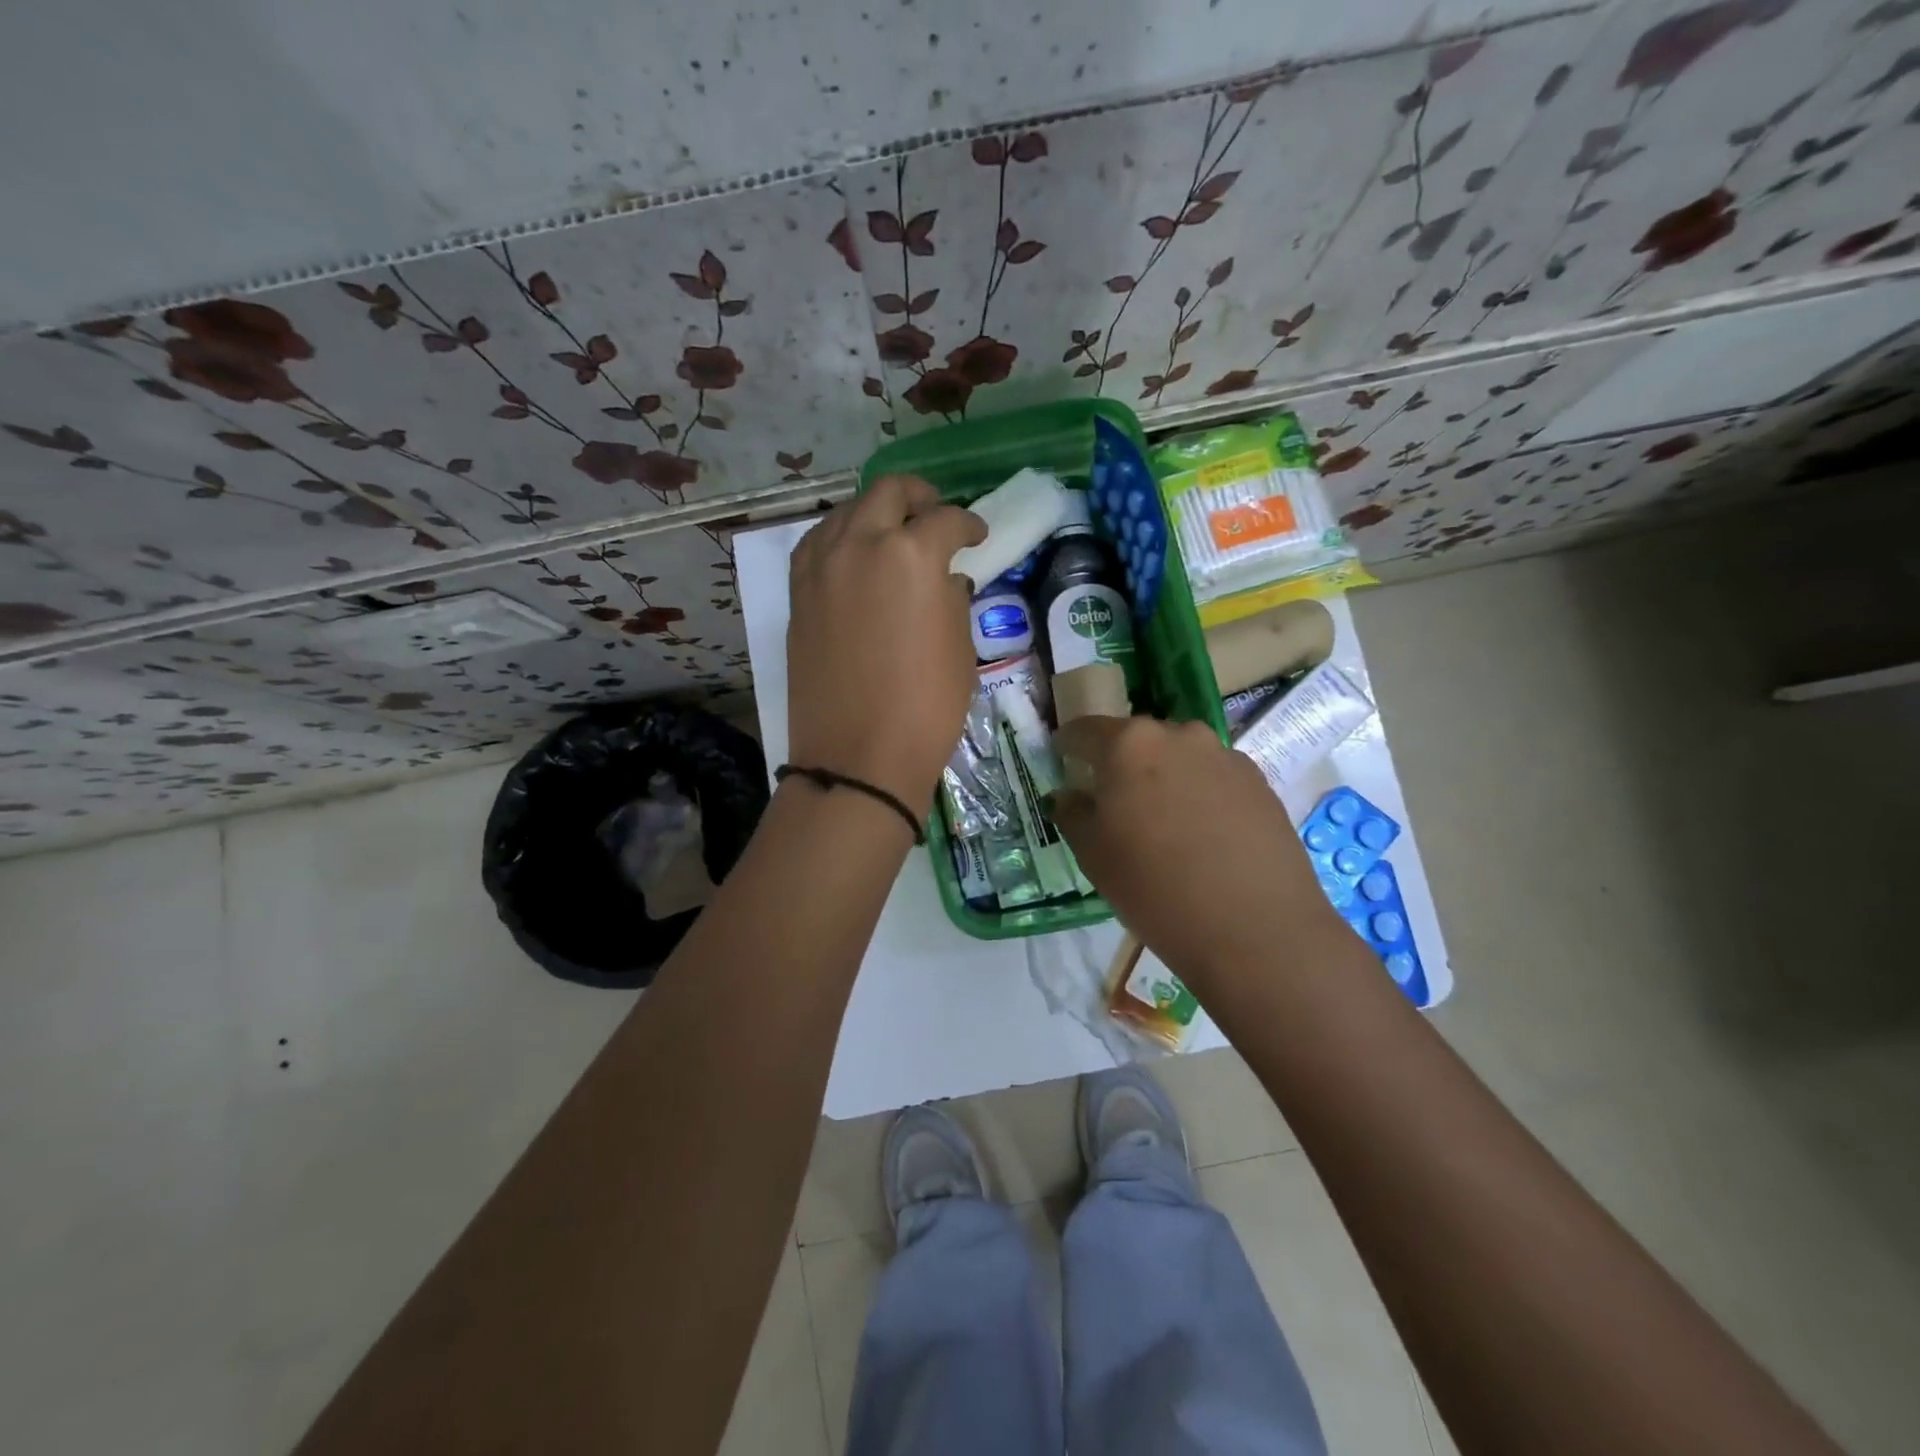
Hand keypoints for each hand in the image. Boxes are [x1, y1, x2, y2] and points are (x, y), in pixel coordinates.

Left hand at [787, 475, 985, 815]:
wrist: (859, 756)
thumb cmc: (926, 707)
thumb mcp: (959, 648)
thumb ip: (952, 599)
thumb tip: (944, 581)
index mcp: (912, 555)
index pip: (947, 520)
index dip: (970, 524)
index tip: (977, 537)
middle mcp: (861, 545)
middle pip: (890, 493)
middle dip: (920, 497)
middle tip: (936, 515)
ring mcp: (821, 566)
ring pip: (847, 512)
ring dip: (876, 513)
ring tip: (893, 533)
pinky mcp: (798, 593)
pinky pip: (818, 544)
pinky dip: (841, 538)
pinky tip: (853, 557)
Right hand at [1049, 715, 1343, 985]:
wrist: (1256, 929)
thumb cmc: (1155, 889)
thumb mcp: (1093, 855)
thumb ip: (1073, 813)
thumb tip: (1069, 795)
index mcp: (1129, 744)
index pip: (1084, 731)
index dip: (1068, 747)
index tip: (1063, 764)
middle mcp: (1179, 735)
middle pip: (1137, 741)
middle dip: (1121, 765)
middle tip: (1115, 805)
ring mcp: (1225, 756)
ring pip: (1180, 758)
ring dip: (1164, 779)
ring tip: (1164, 825)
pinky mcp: (1260, 783)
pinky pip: (1214, 779)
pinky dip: (1200, 796)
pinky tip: (1204, 838)